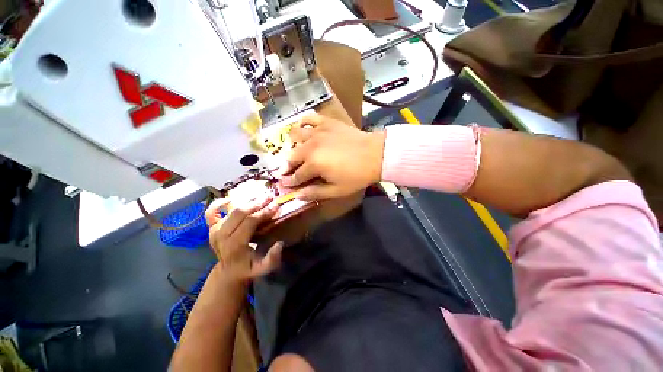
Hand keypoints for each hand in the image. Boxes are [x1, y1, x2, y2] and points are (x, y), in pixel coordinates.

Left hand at [205, 195, 282, 283]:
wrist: (229, 272)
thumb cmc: (248, 268)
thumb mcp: (263, 268)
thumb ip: (272, 258)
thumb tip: (279, 243)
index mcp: (234, 245)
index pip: (249, 222)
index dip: (263, 213)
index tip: (276, 206)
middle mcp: (222, 235)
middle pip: (240, 213)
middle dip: (257, 203)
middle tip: (270, 197)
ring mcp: (215, 230)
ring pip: (231, 210)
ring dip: (247, 201)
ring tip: (261, 196)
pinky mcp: (211, 228)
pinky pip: (211, 212)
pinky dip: (218, 203)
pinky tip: (230, 199)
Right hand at [279, 113, 385, 199]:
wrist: (375, 154)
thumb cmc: (357, 175)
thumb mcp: (337, 190)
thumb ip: (315, 192)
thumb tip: (297, 195)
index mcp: (313, 164)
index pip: (296, 175)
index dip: (289, 181)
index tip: (284, 184)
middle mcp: (310, 146)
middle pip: (291, 156)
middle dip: (286, 165)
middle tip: (287, 170)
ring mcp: (317, 132)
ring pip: (294, 135)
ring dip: (291, 144)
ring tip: (295, 150)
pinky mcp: (326, 122)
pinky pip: (308, 118)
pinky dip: (302, 123)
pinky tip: (303, 129)